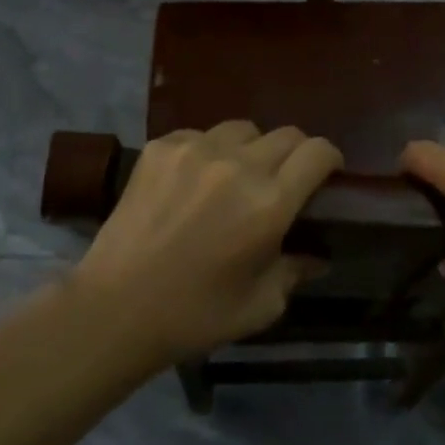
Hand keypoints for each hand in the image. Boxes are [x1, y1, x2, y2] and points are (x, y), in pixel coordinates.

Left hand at [73, 121, 340, 365]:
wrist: (114, 308)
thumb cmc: (194, 315)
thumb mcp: (259, 306)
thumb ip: (295, 272)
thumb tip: (317, 255)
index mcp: (269, 203)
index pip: (317, 152)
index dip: (329, 158)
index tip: (327, 173)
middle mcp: (238, 165)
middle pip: (286, 134)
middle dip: (294, 154)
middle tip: (283, 180)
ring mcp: (196, 149)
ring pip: (243, 129)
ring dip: (250, 149)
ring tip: (235, 176)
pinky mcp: (161, 146)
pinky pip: (200, 134)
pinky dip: (207, 151)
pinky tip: (193, 181)